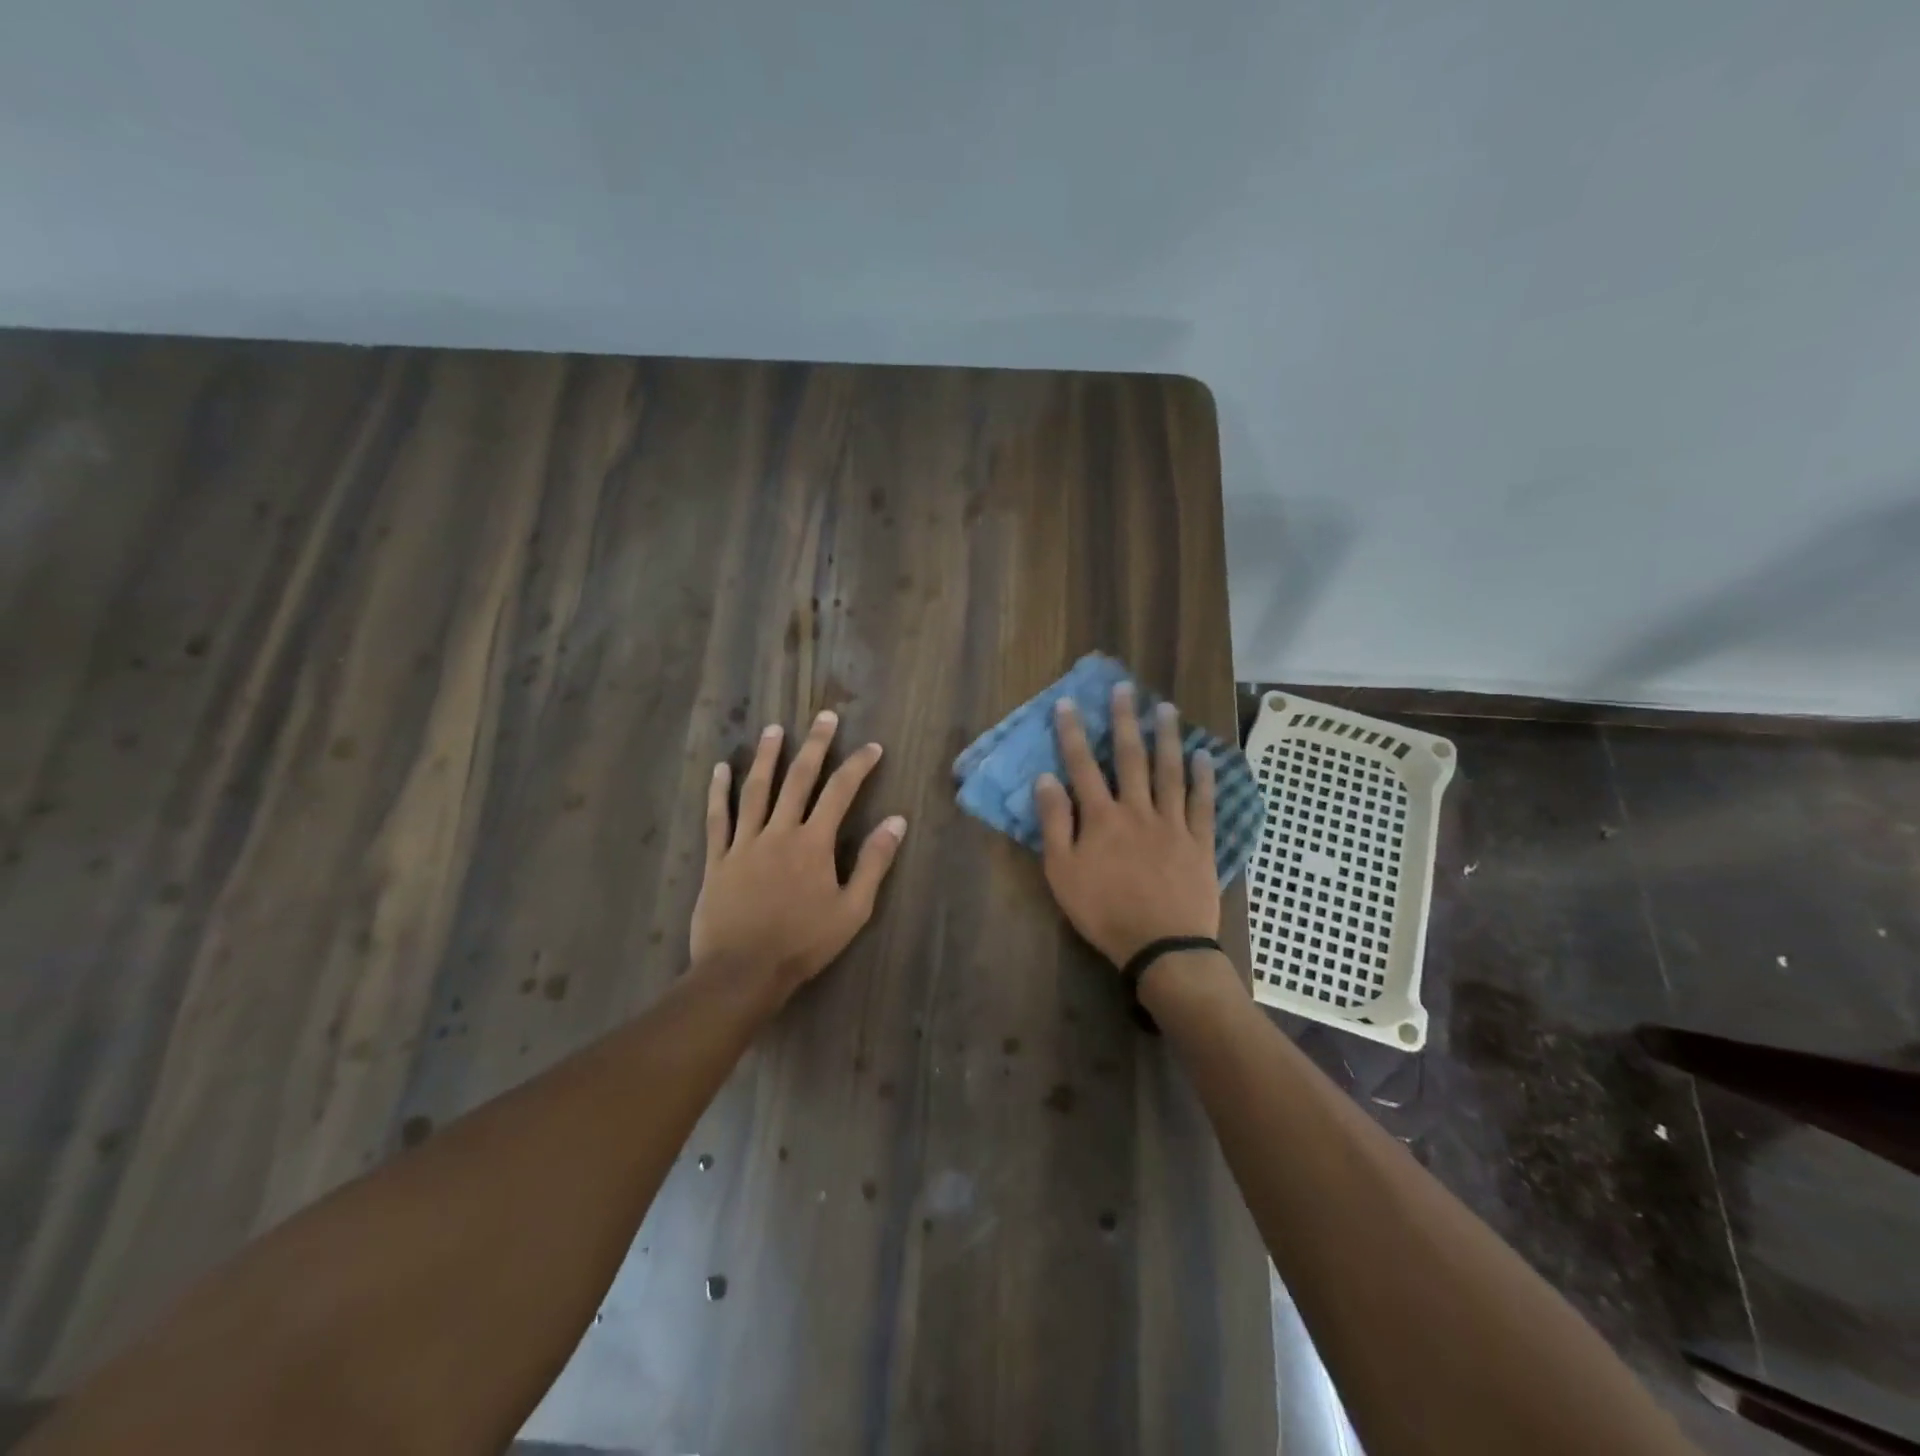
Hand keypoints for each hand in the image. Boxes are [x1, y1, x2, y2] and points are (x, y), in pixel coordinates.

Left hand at [692, 711, 906, 998]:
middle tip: (824, 717)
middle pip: (798, 779)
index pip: (841, 792)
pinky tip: (721, 769)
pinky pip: (717, 819)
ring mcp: (745, 843)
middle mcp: (779, 832)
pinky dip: (718, 792)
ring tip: (775, 729)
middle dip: (815, 746)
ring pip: (756, 790)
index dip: (858, 766)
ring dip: (767, 757)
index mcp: (814, 843)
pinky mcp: (718, 859)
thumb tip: (896, 822)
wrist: (743, 972)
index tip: (872, 747)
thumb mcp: (853, 909)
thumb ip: (873, 863)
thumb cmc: (803, 943)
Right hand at [1034, 684, 1218, 966]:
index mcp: (1102, 817)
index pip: (1083, 765)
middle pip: (1131, 757)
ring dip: (1167, 737)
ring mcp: (1173, 823)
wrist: (1162, 947)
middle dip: (1125, 720)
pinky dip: (1204, 778)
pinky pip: (1204, 803)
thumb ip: (1055, 823)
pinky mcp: (1200, 842)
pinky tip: (1204, 756)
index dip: (1073, 733)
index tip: (1068, 703)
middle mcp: (1138, 810)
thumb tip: (1046, 778)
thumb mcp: (1063, 873)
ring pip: (1170, 771)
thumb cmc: (1104, 912)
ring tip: (1167, 708)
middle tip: (1125, 688)